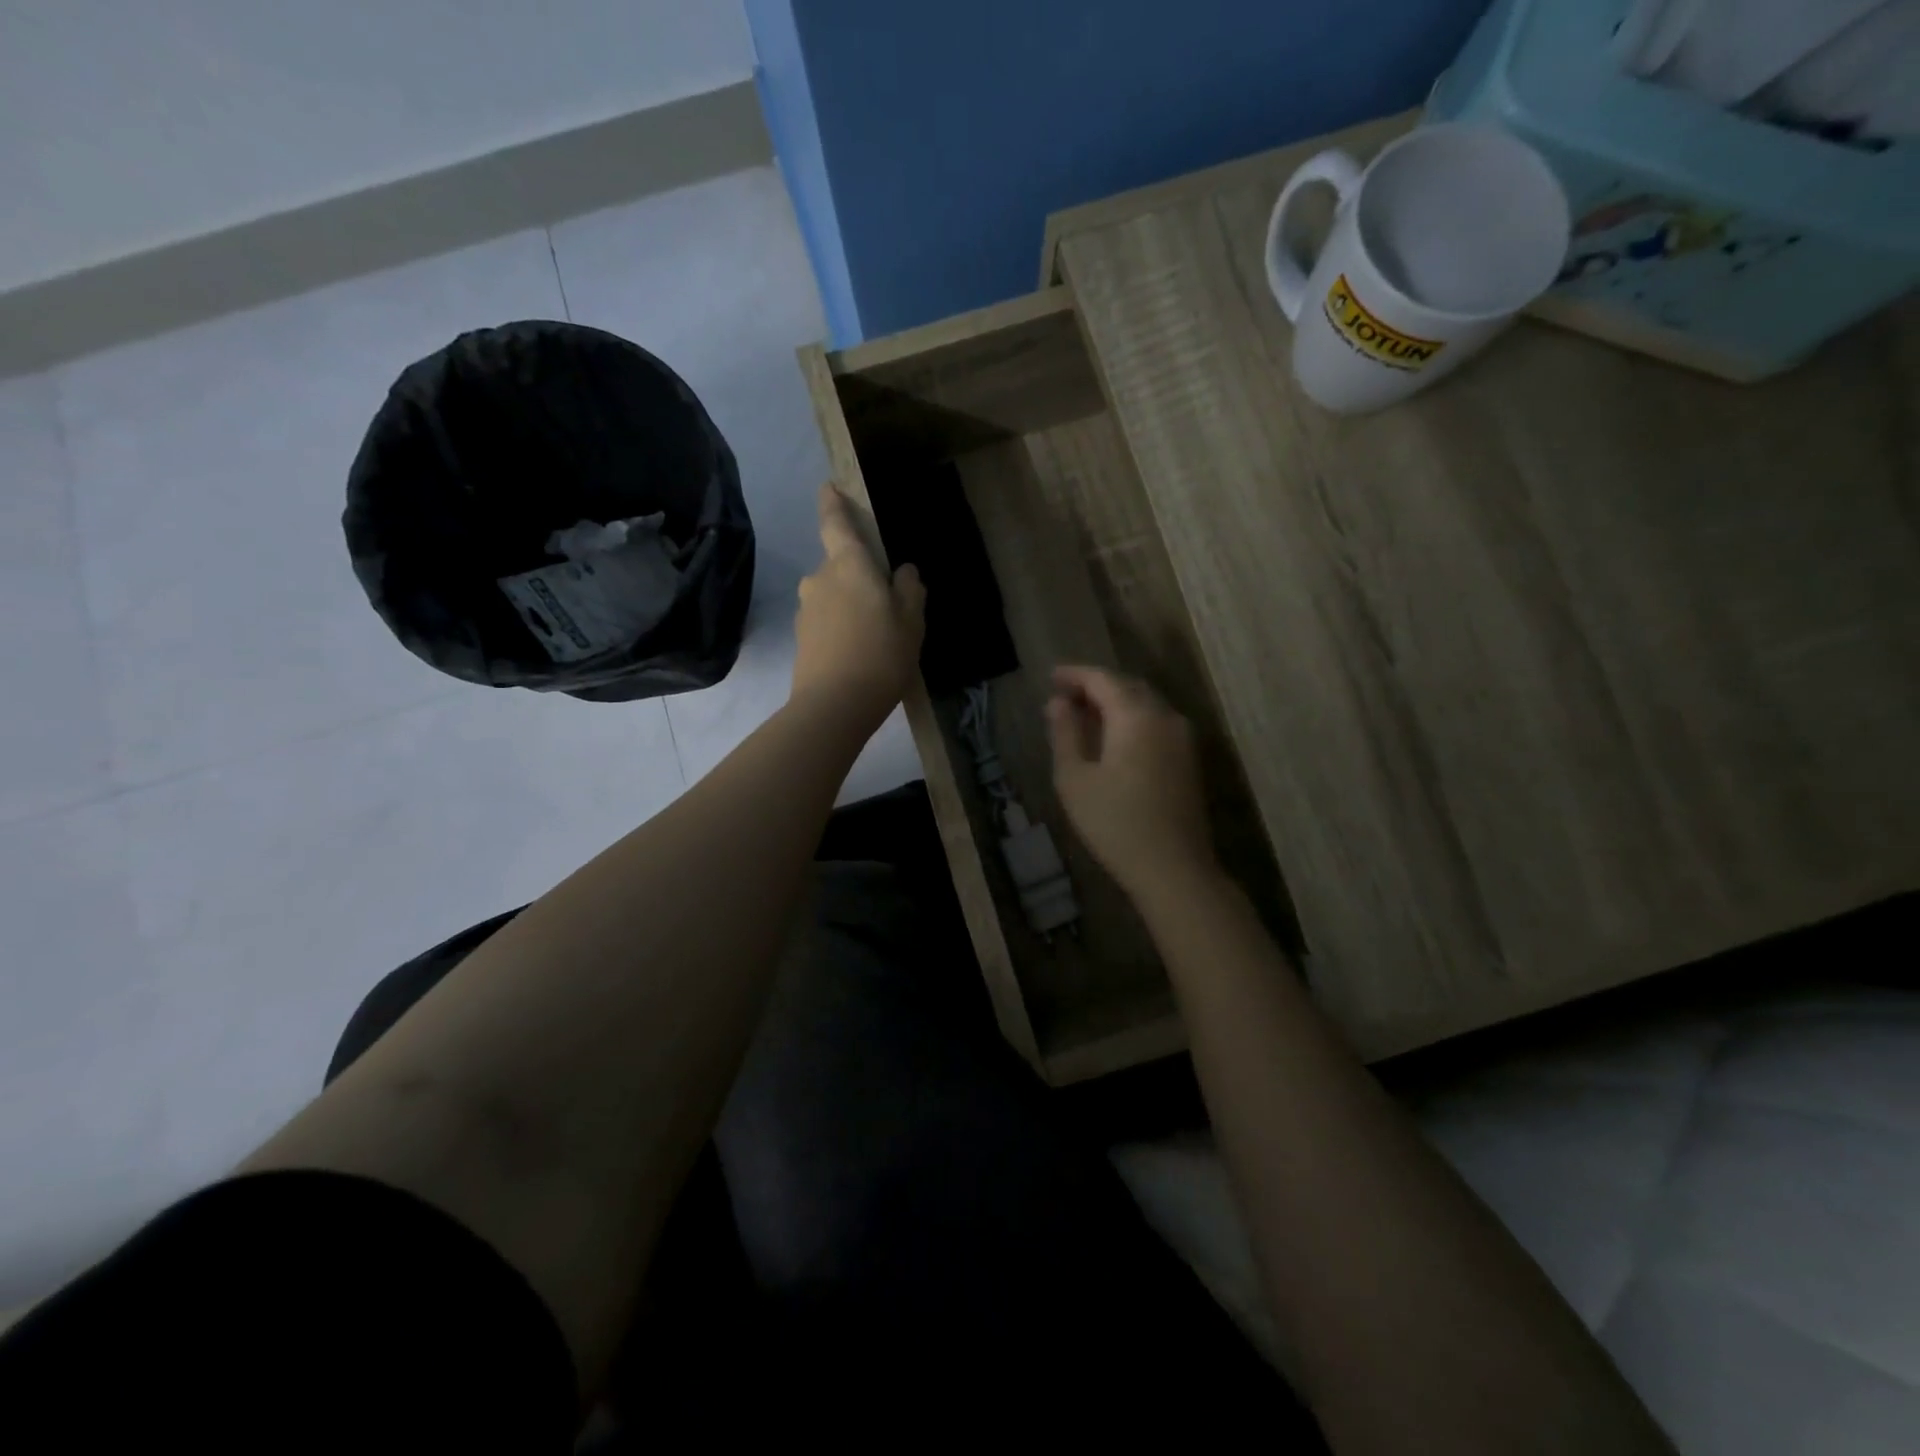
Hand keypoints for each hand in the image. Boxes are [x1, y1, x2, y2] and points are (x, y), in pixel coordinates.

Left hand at [792, 484, 925, 726]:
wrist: (834, 705)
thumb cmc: (881, 654)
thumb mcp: (911, 622)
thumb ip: (910, 590)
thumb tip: (905, 572)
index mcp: (848, 565)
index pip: (836, 524)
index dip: (832, 504)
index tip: (828, 487)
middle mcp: (819, 579)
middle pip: (839, 566)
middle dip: (857, 575)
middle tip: (884, 601)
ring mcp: (805, 609)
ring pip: (832, 595)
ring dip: (849, 605)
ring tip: (874, 634)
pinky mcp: (800, 638)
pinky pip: (825, 621)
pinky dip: (840, 627)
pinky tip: (858, 652)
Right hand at [1046, 666, 1217, 896]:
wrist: (1174, 868)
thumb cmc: (1115, 824)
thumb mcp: (1075, 779)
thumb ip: (1065, 734)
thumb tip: (1057, 703)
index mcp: (1136, 715)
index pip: (1102, 679)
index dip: (1074, 675)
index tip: (1051, 677)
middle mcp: (1165, 717)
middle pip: (1128, 687)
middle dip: (1095, 686)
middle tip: (1064, 696)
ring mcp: (1183, 738)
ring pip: (1145, 704)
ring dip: (1114, 703)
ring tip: (1084, 715)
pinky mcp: (1189, 759)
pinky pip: (1156, 723)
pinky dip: (1131, 720)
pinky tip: (1112, 738)